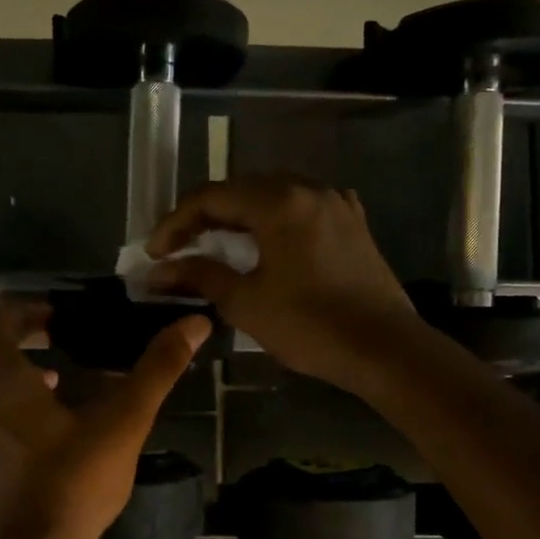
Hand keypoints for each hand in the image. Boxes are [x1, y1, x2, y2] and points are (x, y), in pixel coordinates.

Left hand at [0, 300, 208, 538]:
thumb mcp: (125, 420)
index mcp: (5, 381)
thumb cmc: (77, 480)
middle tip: (49, 331)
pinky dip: (5, 395)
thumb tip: (194, 323)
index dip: (23, 309)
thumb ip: (157, 369)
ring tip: (53, 371)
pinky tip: (47, 418)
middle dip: (8, 329)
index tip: (58, 316)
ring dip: (6, 362)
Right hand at [146, 175, 419, 389]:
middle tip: (180, 248)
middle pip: (242, 190)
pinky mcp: (353, 224)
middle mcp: (308, 189)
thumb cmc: (309, 325)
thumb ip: (200, 276)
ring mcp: (336, 203)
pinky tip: (268, 242)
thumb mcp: (245, 302)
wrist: (384, 348)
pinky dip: (274, 221)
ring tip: (217, 245)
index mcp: (278, 202)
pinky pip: (303, 209)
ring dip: (240, 217)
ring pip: (274, 195)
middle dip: (205, 216)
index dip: (175, 222)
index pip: (211, 197)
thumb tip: (159, 271)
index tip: (155, 254)